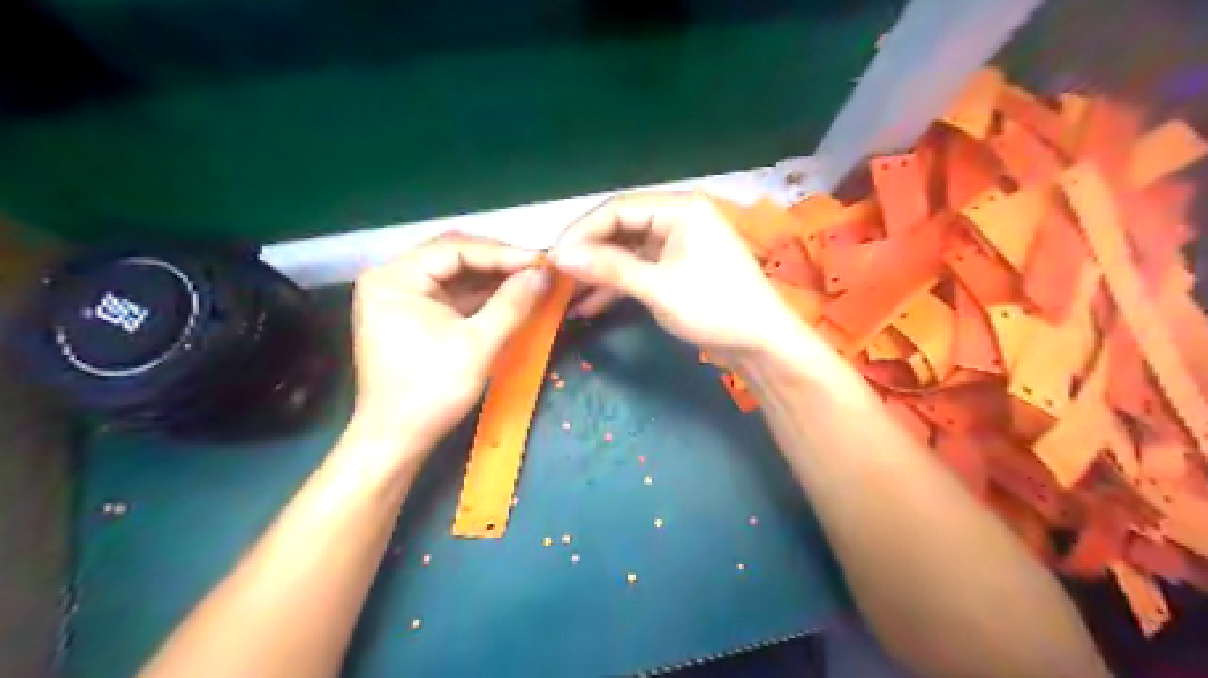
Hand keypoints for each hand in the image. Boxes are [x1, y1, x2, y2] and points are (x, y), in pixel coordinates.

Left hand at [346, 237, 549, 452]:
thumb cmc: (431, 391)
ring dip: (494, 279)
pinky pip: (454, 295)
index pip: (455, 249)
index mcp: (395, 278)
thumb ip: (513, 303)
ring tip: (533, 281)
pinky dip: (483, 297)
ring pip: (457, 275)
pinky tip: (512, 297)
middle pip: (454, 257)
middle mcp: (393, 278)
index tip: (542, 261)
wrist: (397, 439)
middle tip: (539, 269)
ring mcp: (402, 296)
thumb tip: (544, 273)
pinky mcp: (414, 315)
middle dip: (499, 263)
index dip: (502, 253)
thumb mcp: (478, 344)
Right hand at [551, 191, 800, 355]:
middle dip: (587, 254)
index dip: (581, 232)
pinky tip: (589, 306)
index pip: (617, 209)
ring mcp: (676, 246)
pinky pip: (638, 270)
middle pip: (620, 229)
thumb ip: (610, 268)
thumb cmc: (715, 307)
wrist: (760, 343)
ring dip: (598, 272)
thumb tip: (559, 256)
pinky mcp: (676, 270)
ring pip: (626, 252)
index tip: (552, 259)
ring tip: (566, 294)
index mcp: (679, 209)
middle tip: (555, 277)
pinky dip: (616, 286)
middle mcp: (677, 219)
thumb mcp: (658, 287)